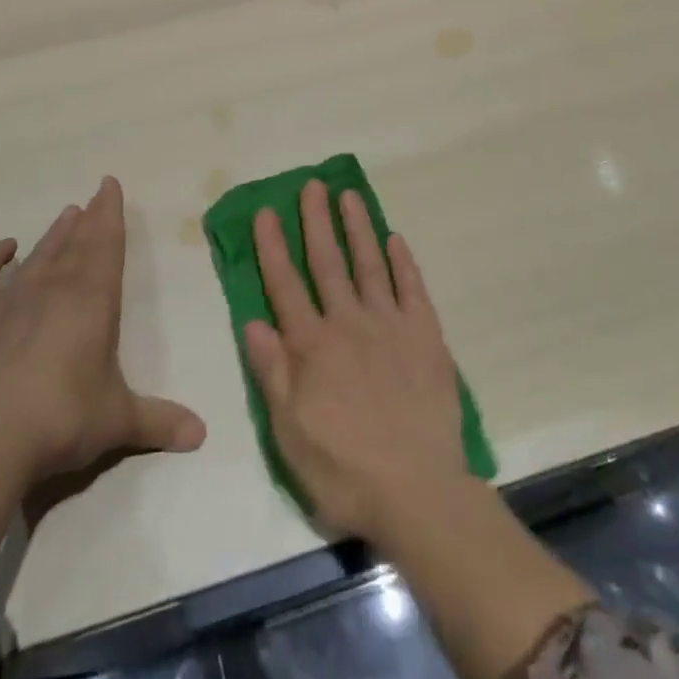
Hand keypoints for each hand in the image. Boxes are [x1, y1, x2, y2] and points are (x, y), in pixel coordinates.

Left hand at [0, 177, 204, 563]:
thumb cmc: (63, 419)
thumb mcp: (118, 420)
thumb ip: (159, 421)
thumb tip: (202, 435)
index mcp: (93, 300)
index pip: (107, 245)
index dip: (111, 214)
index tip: (110, 185)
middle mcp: (54, 288)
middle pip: (75, 243)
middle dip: (88, 219)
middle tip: (94, 196)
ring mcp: (11, 300)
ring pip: (39, 255)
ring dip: (54, 234)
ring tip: (66, 214)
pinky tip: (5, 247)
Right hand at [242, 179, 467, 543]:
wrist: (419, 494)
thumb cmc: (345, 470)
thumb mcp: (290, 433)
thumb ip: (272, 373)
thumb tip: (252, 322)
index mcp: (312, 346)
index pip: (285, 285)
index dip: (273, 247)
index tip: (267, 211)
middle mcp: (348, 324)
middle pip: (328, 262)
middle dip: (317, 221)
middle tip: (312, 184)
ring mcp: (390, 326)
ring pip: (369, 265)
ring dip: (358, 228)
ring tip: (349, 195)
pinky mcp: (426, 337)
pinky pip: (413, 289)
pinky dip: (404, 262)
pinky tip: (396, 239)